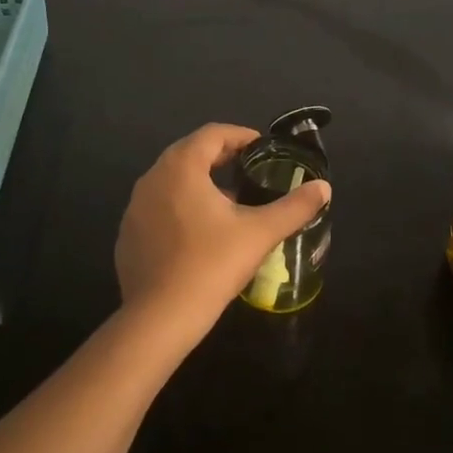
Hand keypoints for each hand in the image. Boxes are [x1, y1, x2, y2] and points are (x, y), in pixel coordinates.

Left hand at [115, 124, 331, 353]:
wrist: (158, 319)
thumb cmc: (210, 265)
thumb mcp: (259, 233)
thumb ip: (294, 207)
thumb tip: (324, 187)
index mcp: (181, 167)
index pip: (212, 134)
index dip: (240, 136)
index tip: (262, 148)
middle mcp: (153, 178)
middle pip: (190, 153)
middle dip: (221, 156)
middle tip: (249, 170)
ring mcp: (135, 207)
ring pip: (172, 180)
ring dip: (200, 181)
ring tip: (229, 200)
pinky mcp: (128, 234)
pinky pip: (158, 206)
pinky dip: (180, 205)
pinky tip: (200, 232)